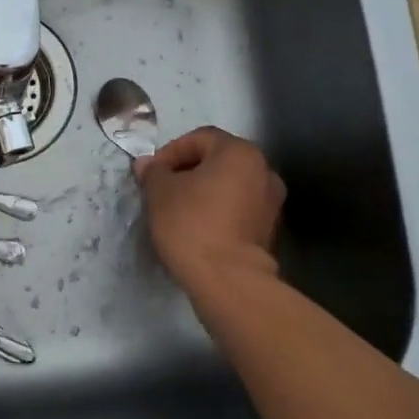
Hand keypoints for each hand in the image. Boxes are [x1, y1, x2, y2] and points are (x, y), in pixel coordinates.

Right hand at [136, 127, 284, 291]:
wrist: (228, 280)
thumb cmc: (191, 224)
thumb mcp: (159, 192)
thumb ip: (153, 172)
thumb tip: (147, 164)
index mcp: (239, 152)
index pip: (199, 138)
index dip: (171, 152)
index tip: (152, 174)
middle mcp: (263, 170)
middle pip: (218, 160)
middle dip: (188, 171)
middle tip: (163, 189)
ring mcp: (271, 202)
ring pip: (229, 185)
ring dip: (205, 191)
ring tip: (179, 210)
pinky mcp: (270, 230)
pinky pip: (238, 209)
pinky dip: (219, 211)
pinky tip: (199, 228)